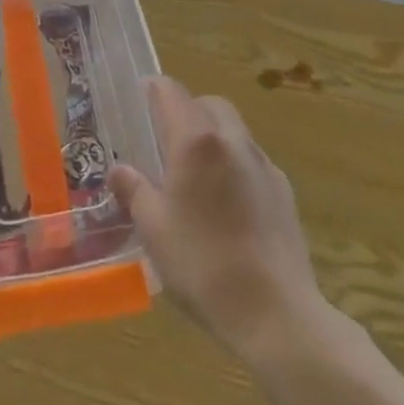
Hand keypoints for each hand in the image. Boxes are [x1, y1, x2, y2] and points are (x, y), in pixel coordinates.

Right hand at [108, 76, 328, 360]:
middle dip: (186, 111)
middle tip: (165, 141)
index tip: (138, 100)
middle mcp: (233, 140)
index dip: (152, 90)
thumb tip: (119, 170)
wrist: (276, 313)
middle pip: (208, 104)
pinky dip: (234, 166)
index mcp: (196, 141)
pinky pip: (252, 162)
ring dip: (212, 138)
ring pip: (234, 131)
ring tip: (194, 178)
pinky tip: (225, 207)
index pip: (171, 91)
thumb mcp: (154, 228)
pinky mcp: (284, 192)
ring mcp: (264, 164)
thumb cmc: (203, 264)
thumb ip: (134, 190)